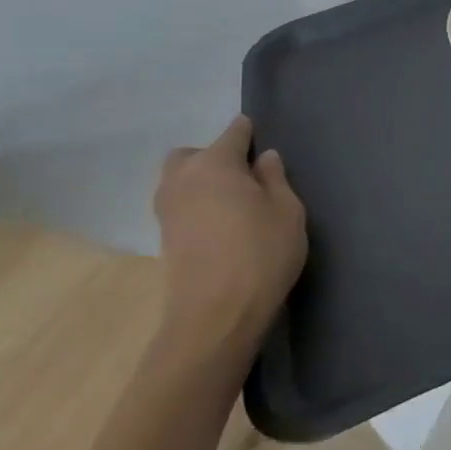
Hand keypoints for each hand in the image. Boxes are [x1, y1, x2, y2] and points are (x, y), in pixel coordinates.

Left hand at [152, 116, 307, 361]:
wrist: (216, 316)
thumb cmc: (261, 252)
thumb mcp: (286, 210)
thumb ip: (275, 178)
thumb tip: (263, 158)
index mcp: (215, 164)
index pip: (232, 134)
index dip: (249, 133)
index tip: (262, 139)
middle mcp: (182, 180)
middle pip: (191, 154)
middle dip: (213, 155)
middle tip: (244, 175)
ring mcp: (167, 212)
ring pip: (178, 181)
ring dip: (200, 181)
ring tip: (234, 200)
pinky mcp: (164, 240)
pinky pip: (179, 206)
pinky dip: (196, 205)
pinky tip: (221, 222)